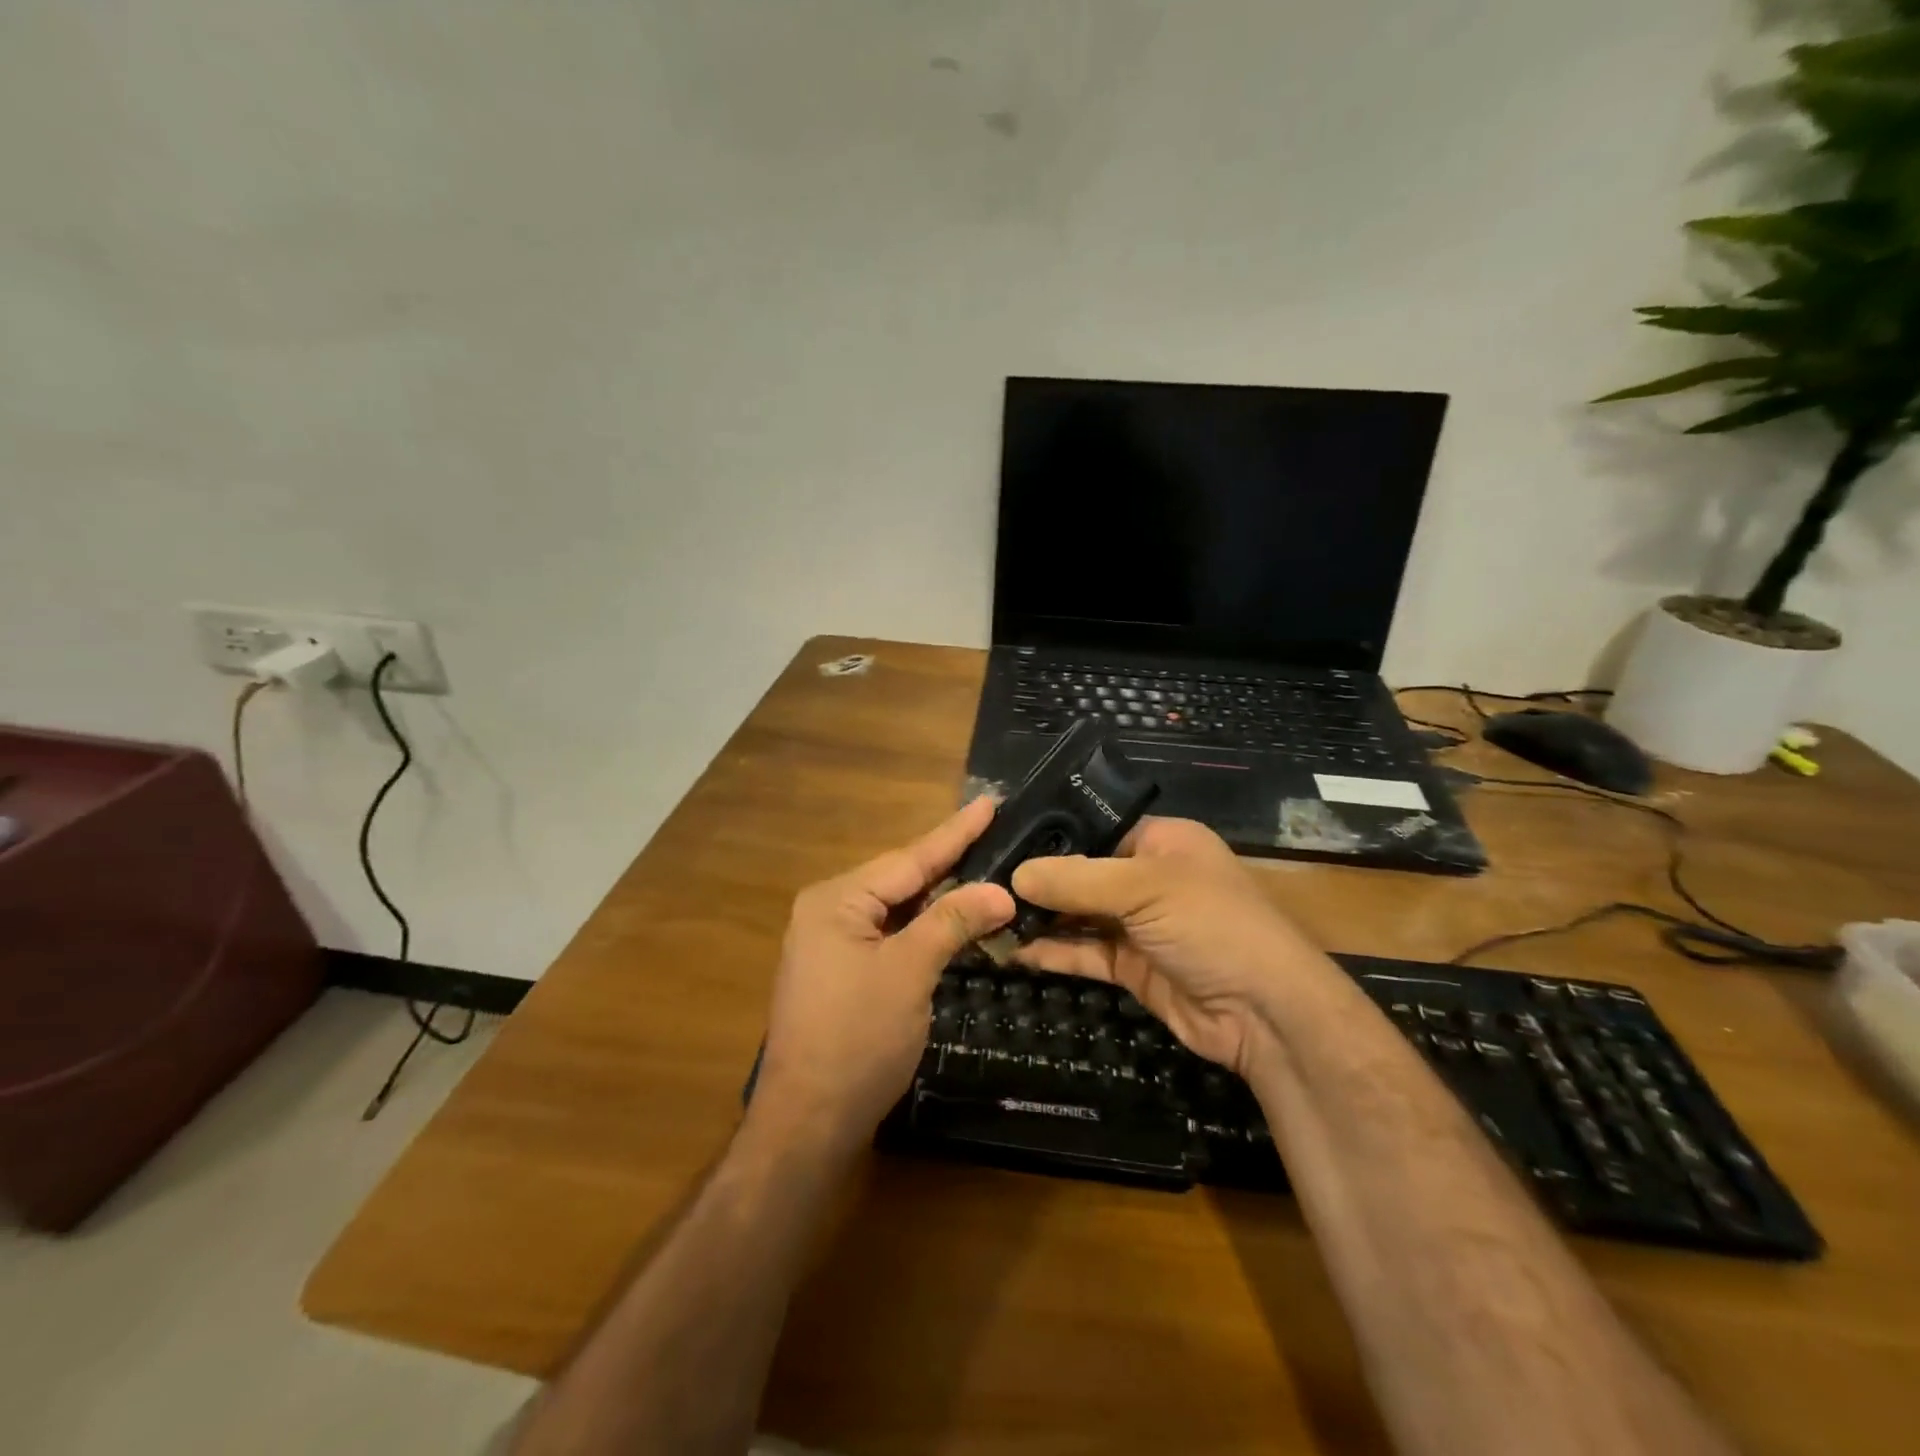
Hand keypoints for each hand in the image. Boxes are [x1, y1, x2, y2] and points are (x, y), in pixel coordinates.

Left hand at [753, 797, 1013, 1148]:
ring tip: (983, 865)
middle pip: (901, 879)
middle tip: (995, 832)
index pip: (909, 859)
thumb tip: (1000, 891)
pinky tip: (953, 918)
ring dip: (940, 896)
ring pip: (898, 909)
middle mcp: (829, 912)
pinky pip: (890, 935)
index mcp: (836, 900)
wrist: (808, 1123)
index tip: (988, 802)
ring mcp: (832, 945)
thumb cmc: (857, 1039)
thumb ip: (952, 922)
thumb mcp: (910, 972)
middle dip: (949, 861)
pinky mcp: (842, 973)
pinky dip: (924, 928)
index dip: (954, 832)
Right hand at [1010, 817, 1330, 1078]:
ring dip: (1039, 918)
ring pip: (1078, 915)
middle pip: (1081, 873)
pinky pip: (1084, 952)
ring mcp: (1140, 924)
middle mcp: (1148, 877)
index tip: (997, 844)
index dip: (1048, 837)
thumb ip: (1076, 880)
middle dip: (1036, 882)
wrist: (1266, 1014)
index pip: (1093, 828)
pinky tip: (1014, 950)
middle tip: (981, 884)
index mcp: (1161, 841)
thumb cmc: (1211, 924)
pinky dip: (1052, 951)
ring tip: (986, 918)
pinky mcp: (1132, 966)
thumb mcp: (1143, 888)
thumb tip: (1013, 875)